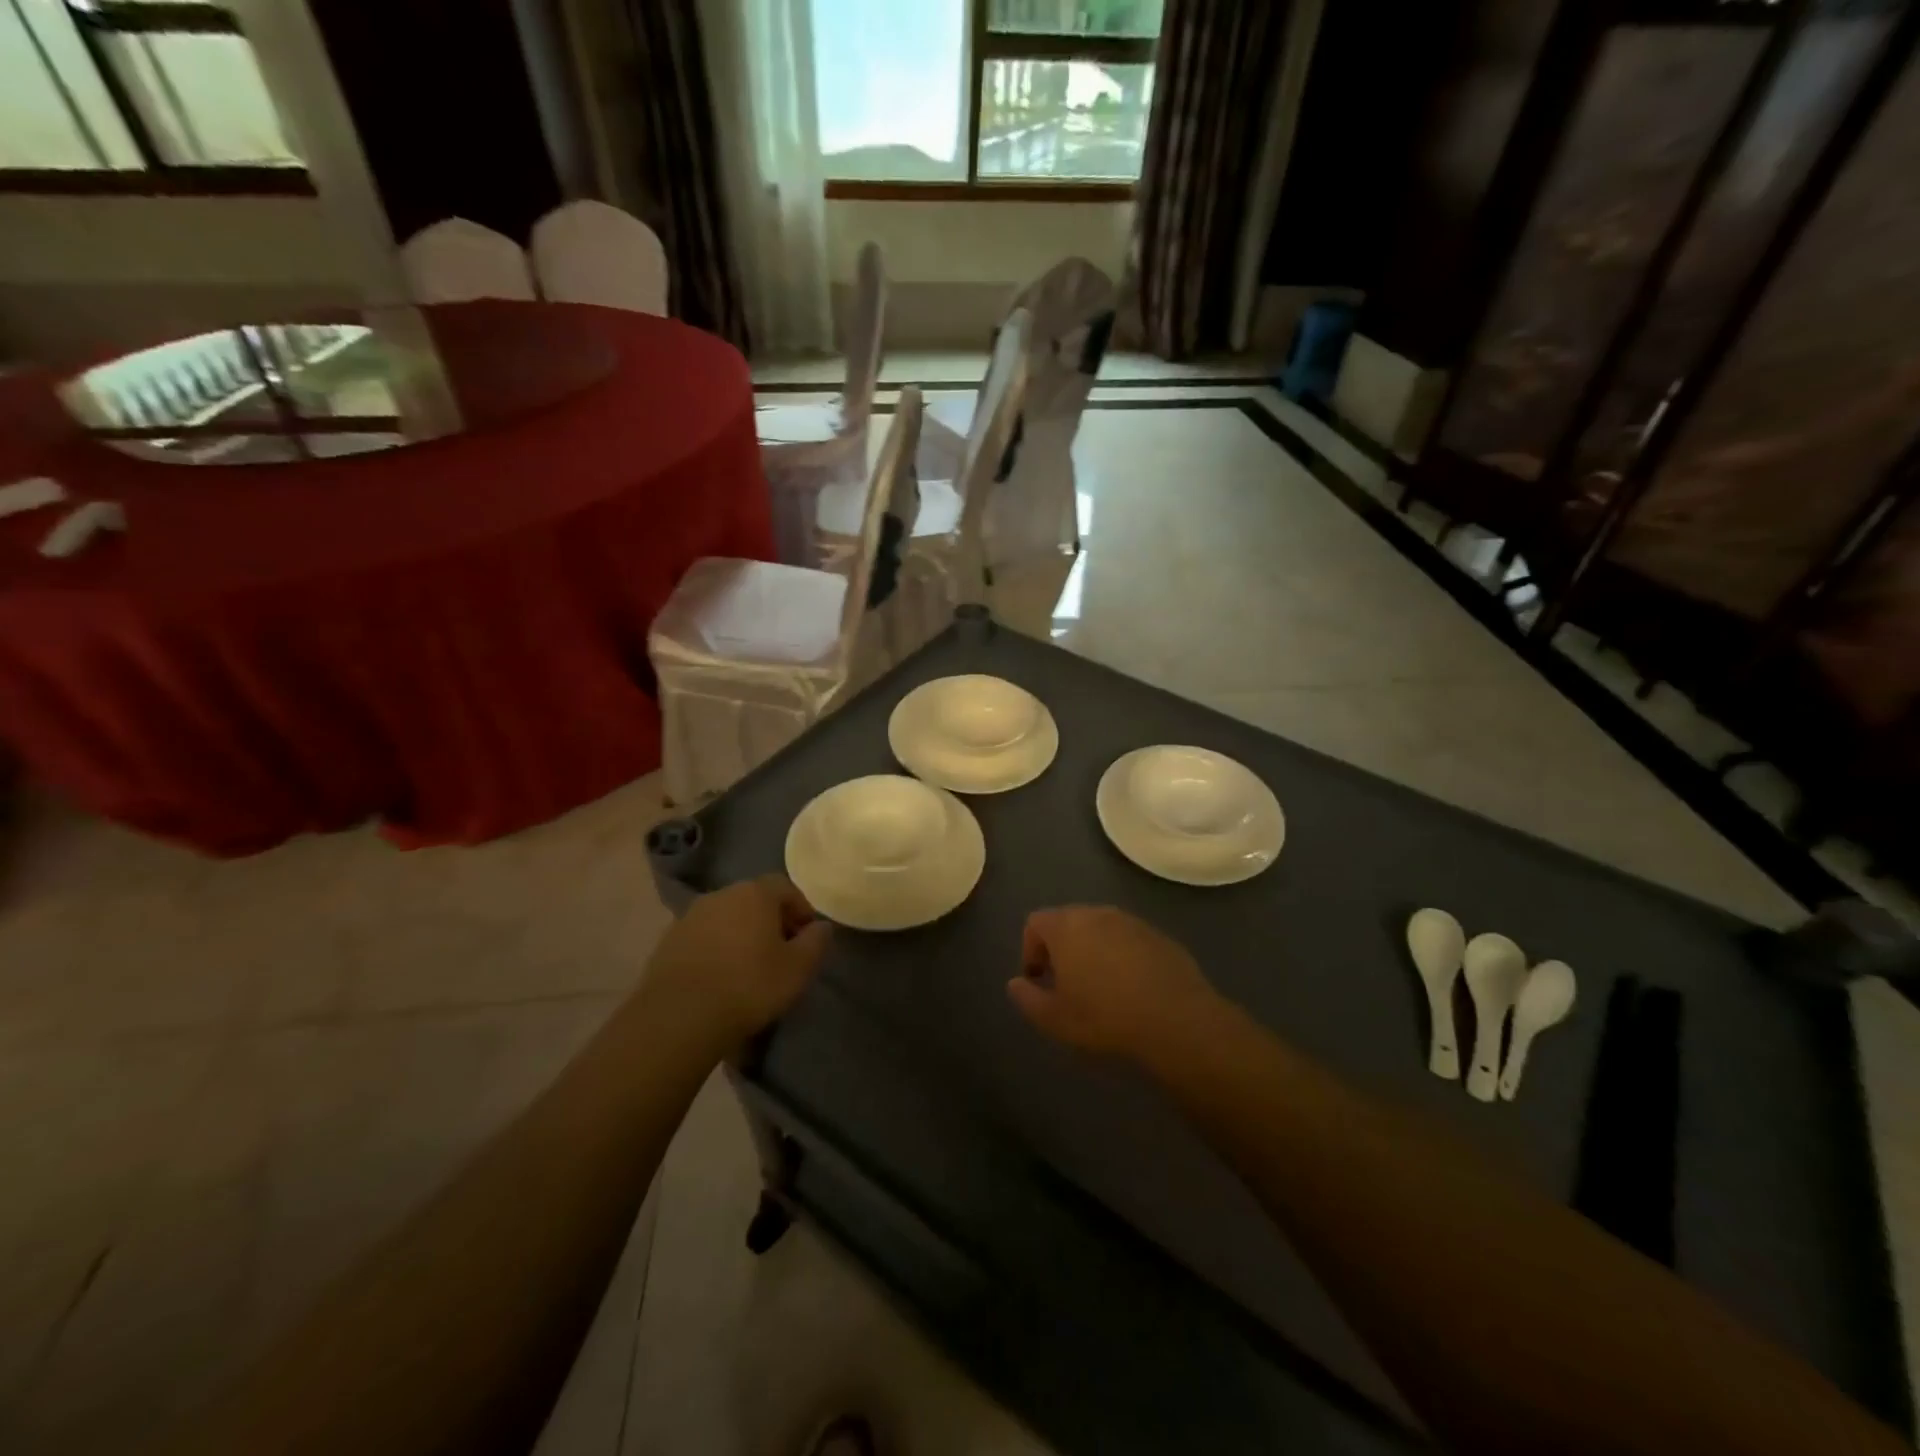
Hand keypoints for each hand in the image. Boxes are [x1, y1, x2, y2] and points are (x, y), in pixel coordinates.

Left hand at [645, 876, 831, 1046]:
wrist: (679, 1016)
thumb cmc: (749, 986)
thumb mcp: (798, 968)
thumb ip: (816, 942)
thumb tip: (822, 926)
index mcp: (755, 893)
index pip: (786, 888)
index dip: (801, 910)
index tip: (808, 937)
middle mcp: (721, 894)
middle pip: (754, 900)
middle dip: (771, 921)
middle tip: (782, 952)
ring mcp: (690, 916)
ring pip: (727, 918)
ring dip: (741, 935)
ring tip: (749, 968)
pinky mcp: (668, 942)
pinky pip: (703, 937)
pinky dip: (716, 949)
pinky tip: (720, 978)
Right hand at [1008, 906, 1216, 1060]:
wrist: (1177, 1021)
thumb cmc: (1105, 1018)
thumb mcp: (1055, 1020)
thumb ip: (1027, 998)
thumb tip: (1016, 983)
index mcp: (1066, 927)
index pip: (1035, 922)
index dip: (1030, 950)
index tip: (1038, 980)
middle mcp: (1097, 914)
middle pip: (1068, 921)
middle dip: (1061, 948)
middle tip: (1066, 984)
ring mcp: (1131, 922)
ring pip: (1100, 929)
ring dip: (1092, 950)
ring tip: (1100, 987)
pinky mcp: (1159, 935)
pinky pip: (1129, 939)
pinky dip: (1122, 956)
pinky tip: (1132, 988)